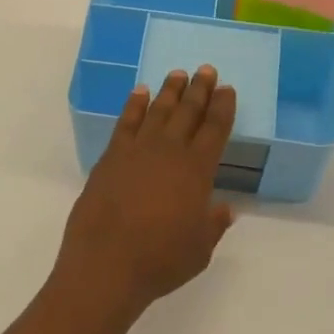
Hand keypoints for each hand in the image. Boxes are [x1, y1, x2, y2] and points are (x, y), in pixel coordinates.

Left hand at [55, 67, 237, 324]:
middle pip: (188, 112)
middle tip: (207, 70)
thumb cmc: (160, 260)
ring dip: (170, 91)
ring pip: (158, 110)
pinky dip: (134, 104)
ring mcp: (137, 150)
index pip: (215, 129)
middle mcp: (169, 151)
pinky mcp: (111, 157)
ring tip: (178, 74)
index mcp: (197, 170)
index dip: (223, 107)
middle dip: (200, 90)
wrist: (106, 264)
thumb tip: (225, 208)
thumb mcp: (199, 249)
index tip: (227, 89)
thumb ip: (213, 224)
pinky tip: (140, 92)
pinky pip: (126, 122)